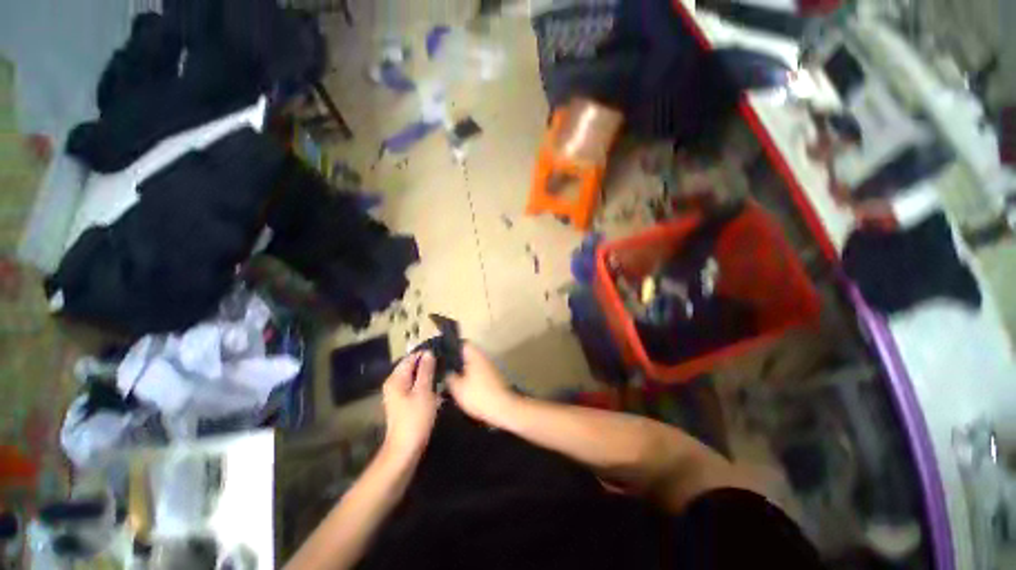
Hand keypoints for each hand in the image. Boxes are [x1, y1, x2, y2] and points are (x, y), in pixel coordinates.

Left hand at [381, 352, 439, 461]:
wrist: (405, 449)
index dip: (425, 354)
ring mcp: (398, 394)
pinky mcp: (404, 403)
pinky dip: (425, 384)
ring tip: (444, 371)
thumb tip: (429, 353)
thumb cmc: (415, 419)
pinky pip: (415, 387)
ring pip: (415, 377)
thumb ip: (426, 370)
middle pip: (412, 367)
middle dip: (427, 364)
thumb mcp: (423, 391)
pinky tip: (437, 386)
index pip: (411, 358)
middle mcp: (394, 384)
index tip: (442, 351)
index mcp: (396, 379)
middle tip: (445, 361)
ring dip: (428, 374)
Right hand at [447, 343, 518, 425]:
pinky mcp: (493, 377)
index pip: (463, 344)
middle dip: (457, 361)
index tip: (443, 356)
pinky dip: (472, 377)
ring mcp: (490, 367)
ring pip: (473, 364)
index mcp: (475, 355)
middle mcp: (484, 357)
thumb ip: (450, 377)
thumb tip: (447, 371)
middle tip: (445, 370)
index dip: (452, 347)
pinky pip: (479, 373)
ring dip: (464, 370)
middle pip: (468, 354)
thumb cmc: (478, 395)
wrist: (502, 408)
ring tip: (452, 380)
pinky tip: (465, 388)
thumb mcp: (458, 388)